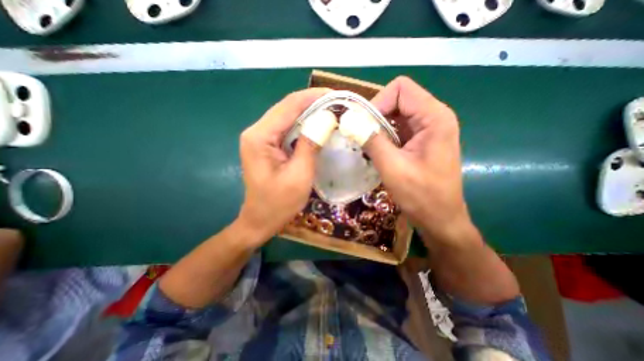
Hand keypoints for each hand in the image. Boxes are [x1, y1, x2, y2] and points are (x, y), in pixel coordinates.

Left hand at [235, 88, 328, 243]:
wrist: (260, 220)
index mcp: (260, 136)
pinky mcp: (267, 145)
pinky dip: (304, 125)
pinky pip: (287, 129)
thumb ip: (310, 144)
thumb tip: (327, 118)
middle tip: (338, 103)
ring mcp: (260, 138)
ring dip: (310, 112)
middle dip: (313, 102)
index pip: (289, 105)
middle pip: (287, 108)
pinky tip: (318, 125)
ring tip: (332, 111)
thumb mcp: (299, 175)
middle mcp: (256, 131)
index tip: (336, 94)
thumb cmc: (279, 203)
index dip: (314, 96)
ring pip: (288, 117)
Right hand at [365, 77, 473, 243]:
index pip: (400, 89)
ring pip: (396, 114)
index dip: (377, 102)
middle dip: (375, 115)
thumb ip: (372, 140)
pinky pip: (398, 128)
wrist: (440, 218)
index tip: (363, 125)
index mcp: (434, 117)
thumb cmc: (421, 195)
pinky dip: (383, 136)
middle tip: (361, 136)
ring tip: (367, 145)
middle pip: (398, 99)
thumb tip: (349, 121)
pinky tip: (377, 151)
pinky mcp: (421, 141)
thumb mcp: (392, 167)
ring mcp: (428, 129)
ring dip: (378, 127)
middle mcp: (434, 117)